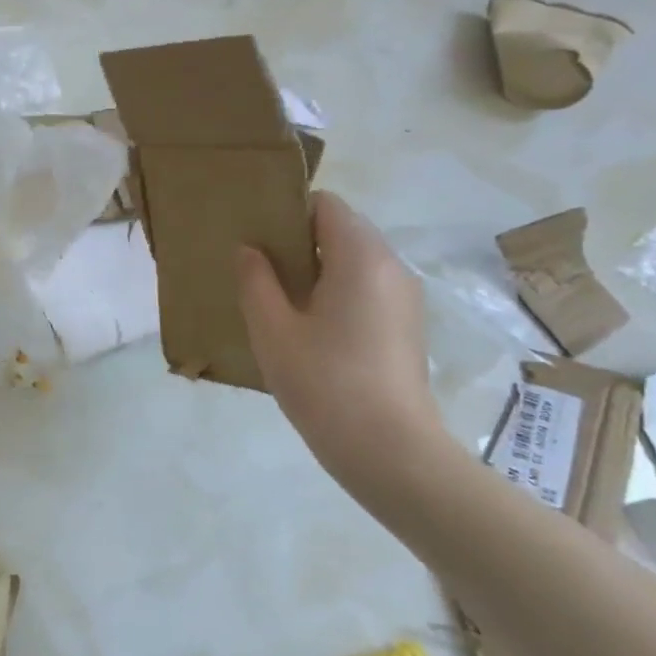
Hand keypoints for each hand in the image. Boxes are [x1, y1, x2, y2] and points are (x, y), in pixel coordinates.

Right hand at [236, 192, 444, 483]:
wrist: (389, 450)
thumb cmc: (324, 382)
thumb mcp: (272, 330)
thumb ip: (255, 281)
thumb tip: (248, 249)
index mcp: (361, 257)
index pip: (325, 205)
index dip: (287, 212)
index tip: (254, 237)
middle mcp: (391, 266)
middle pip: (342, 230)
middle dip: (298, 242)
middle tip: (256, 270)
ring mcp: (405, 297)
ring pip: (354, 262)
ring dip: (316, 270)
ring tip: (278, 301)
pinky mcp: (406, 326)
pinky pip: (366, 289)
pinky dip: (336, 292)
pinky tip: (308, 329)